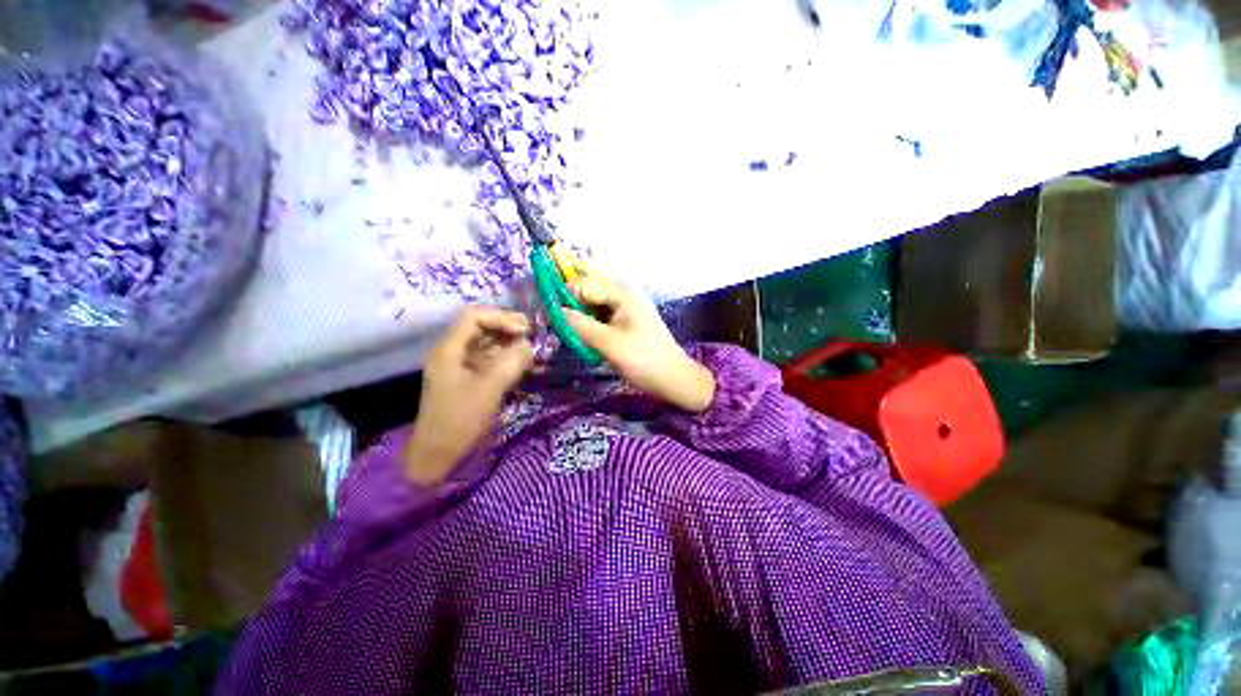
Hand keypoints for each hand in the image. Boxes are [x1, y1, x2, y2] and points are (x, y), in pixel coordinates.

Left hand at [404, 307, 533, 484]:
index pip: (474, 317)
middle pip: (481, 326)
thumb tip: (529, 345)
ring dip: (509, 342)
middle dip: (507, 327)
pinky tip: (522, 362)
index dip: (501, 318)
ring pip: (487, 342)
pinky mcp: (469, 378)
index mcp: (449, 350)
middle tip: (532, 334)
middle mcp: (453, 352)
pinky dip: (507, 357)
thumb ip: (511, 364)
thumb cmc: (459, 422)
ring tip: (531, 348)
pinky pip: (490, 359)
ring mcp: (460, 365)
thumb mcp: (488, 391)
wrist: (438, 456)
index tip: (525, 331)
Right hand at [563, 273, 715, 412]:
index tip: (547, 310)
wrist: (674, 379)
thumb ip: (580, 325)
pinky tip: (578, 331)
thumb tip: (554, 311)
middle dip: (569, 295)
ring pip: (594, 302)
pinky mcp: (625, 324)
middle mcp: (623, 296)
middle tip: (551, 311)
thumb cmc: (643, 360)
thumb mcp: (609, 344)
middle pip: (590, 286)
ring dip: (578, 309)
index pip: (585, 283)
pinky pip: (601, 315)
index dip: (564, 292)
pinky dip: (588, 320)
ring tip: (562, 323)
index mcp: (622, 295)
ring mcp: (625, 310)